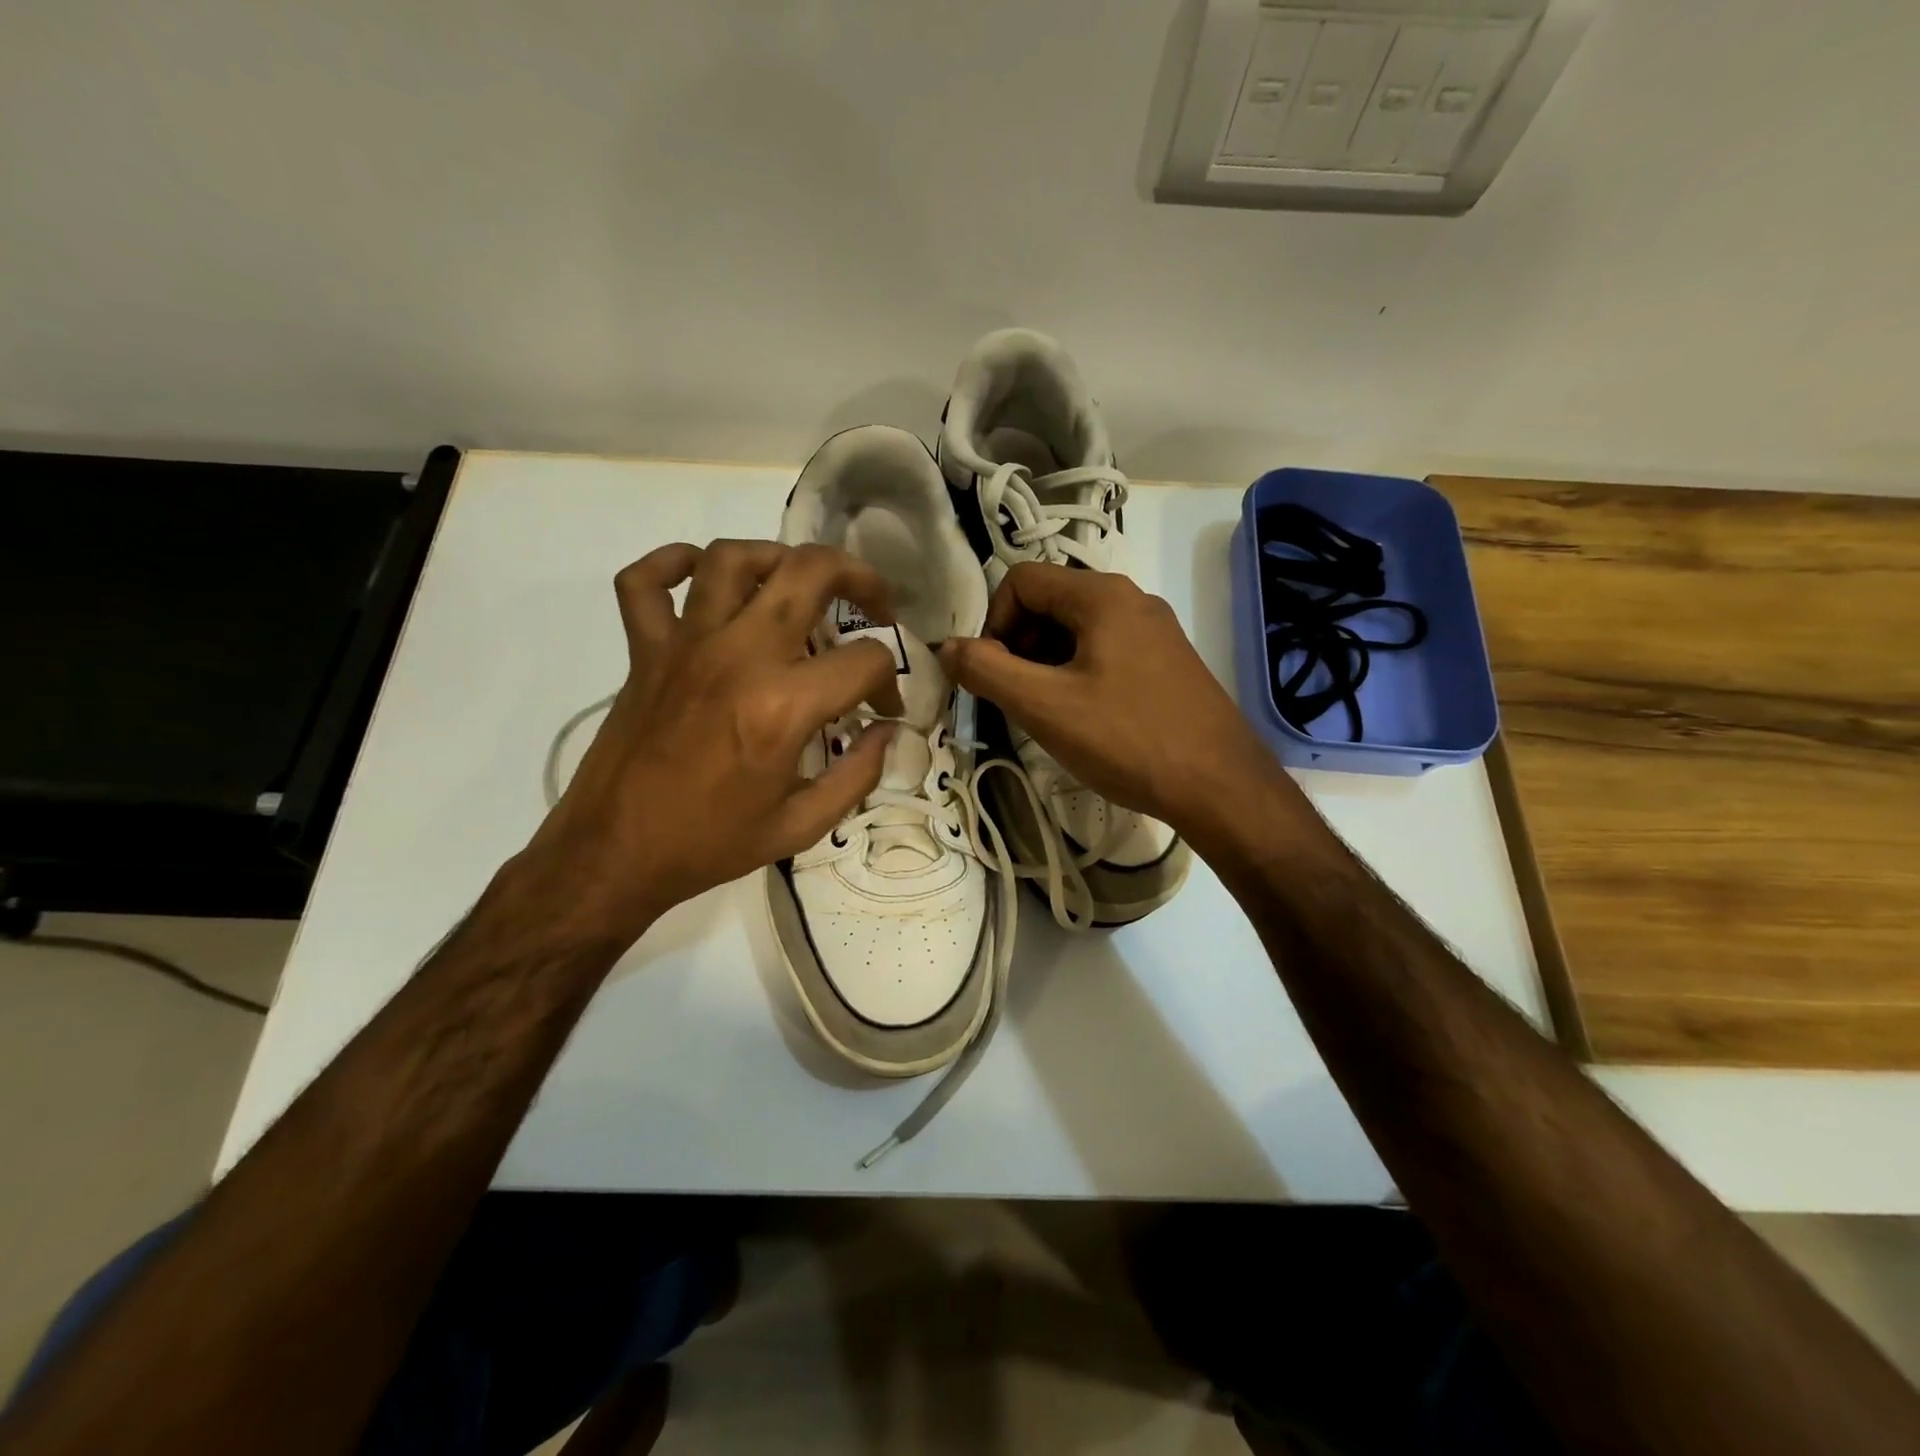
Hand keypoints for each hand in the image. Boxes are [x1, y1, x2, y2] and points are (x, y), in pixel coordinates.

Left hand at [515, 539, 903, 945]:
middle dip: (858, 577)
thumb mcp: (801, 826)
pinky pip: (644, 582)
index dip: (890, 682)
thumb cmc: (711, 844)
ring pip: (731, 559)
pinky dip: (670, 563)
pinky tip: (700, 576)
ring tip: (797, 583)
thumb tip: (888, 733)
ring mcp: (684, 646)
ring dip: (775, 557)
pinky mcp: (643, 651)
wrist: (614, 855)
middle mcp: (737, 656)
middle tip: (874, 604)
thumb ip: (858, 775)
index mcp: (783, 706)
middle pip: (808, 572)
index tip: (883, 709)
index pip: (865, 660)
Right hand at [939, 563, 1292, 841]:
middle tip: (1019, 697)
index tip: (994, 674)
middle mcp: (1131, 599)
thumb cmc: (1128, 739)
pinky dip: (1079, 674)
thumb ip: (987, 671)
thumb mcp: (1045, 706)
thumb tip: (946, 648)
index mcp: (1102, 595)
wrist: (1221, 786)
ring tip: (1049, 714)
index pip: (1021, 580)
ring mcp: (1155, 631)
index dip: (993, 623)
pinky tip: (1085, 720)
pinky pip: (1106, 651)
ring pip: (1078, 630)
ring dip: (1047, 663)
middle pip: (1050, 602)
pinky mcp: (1168, 662)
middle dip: (1020, 644)